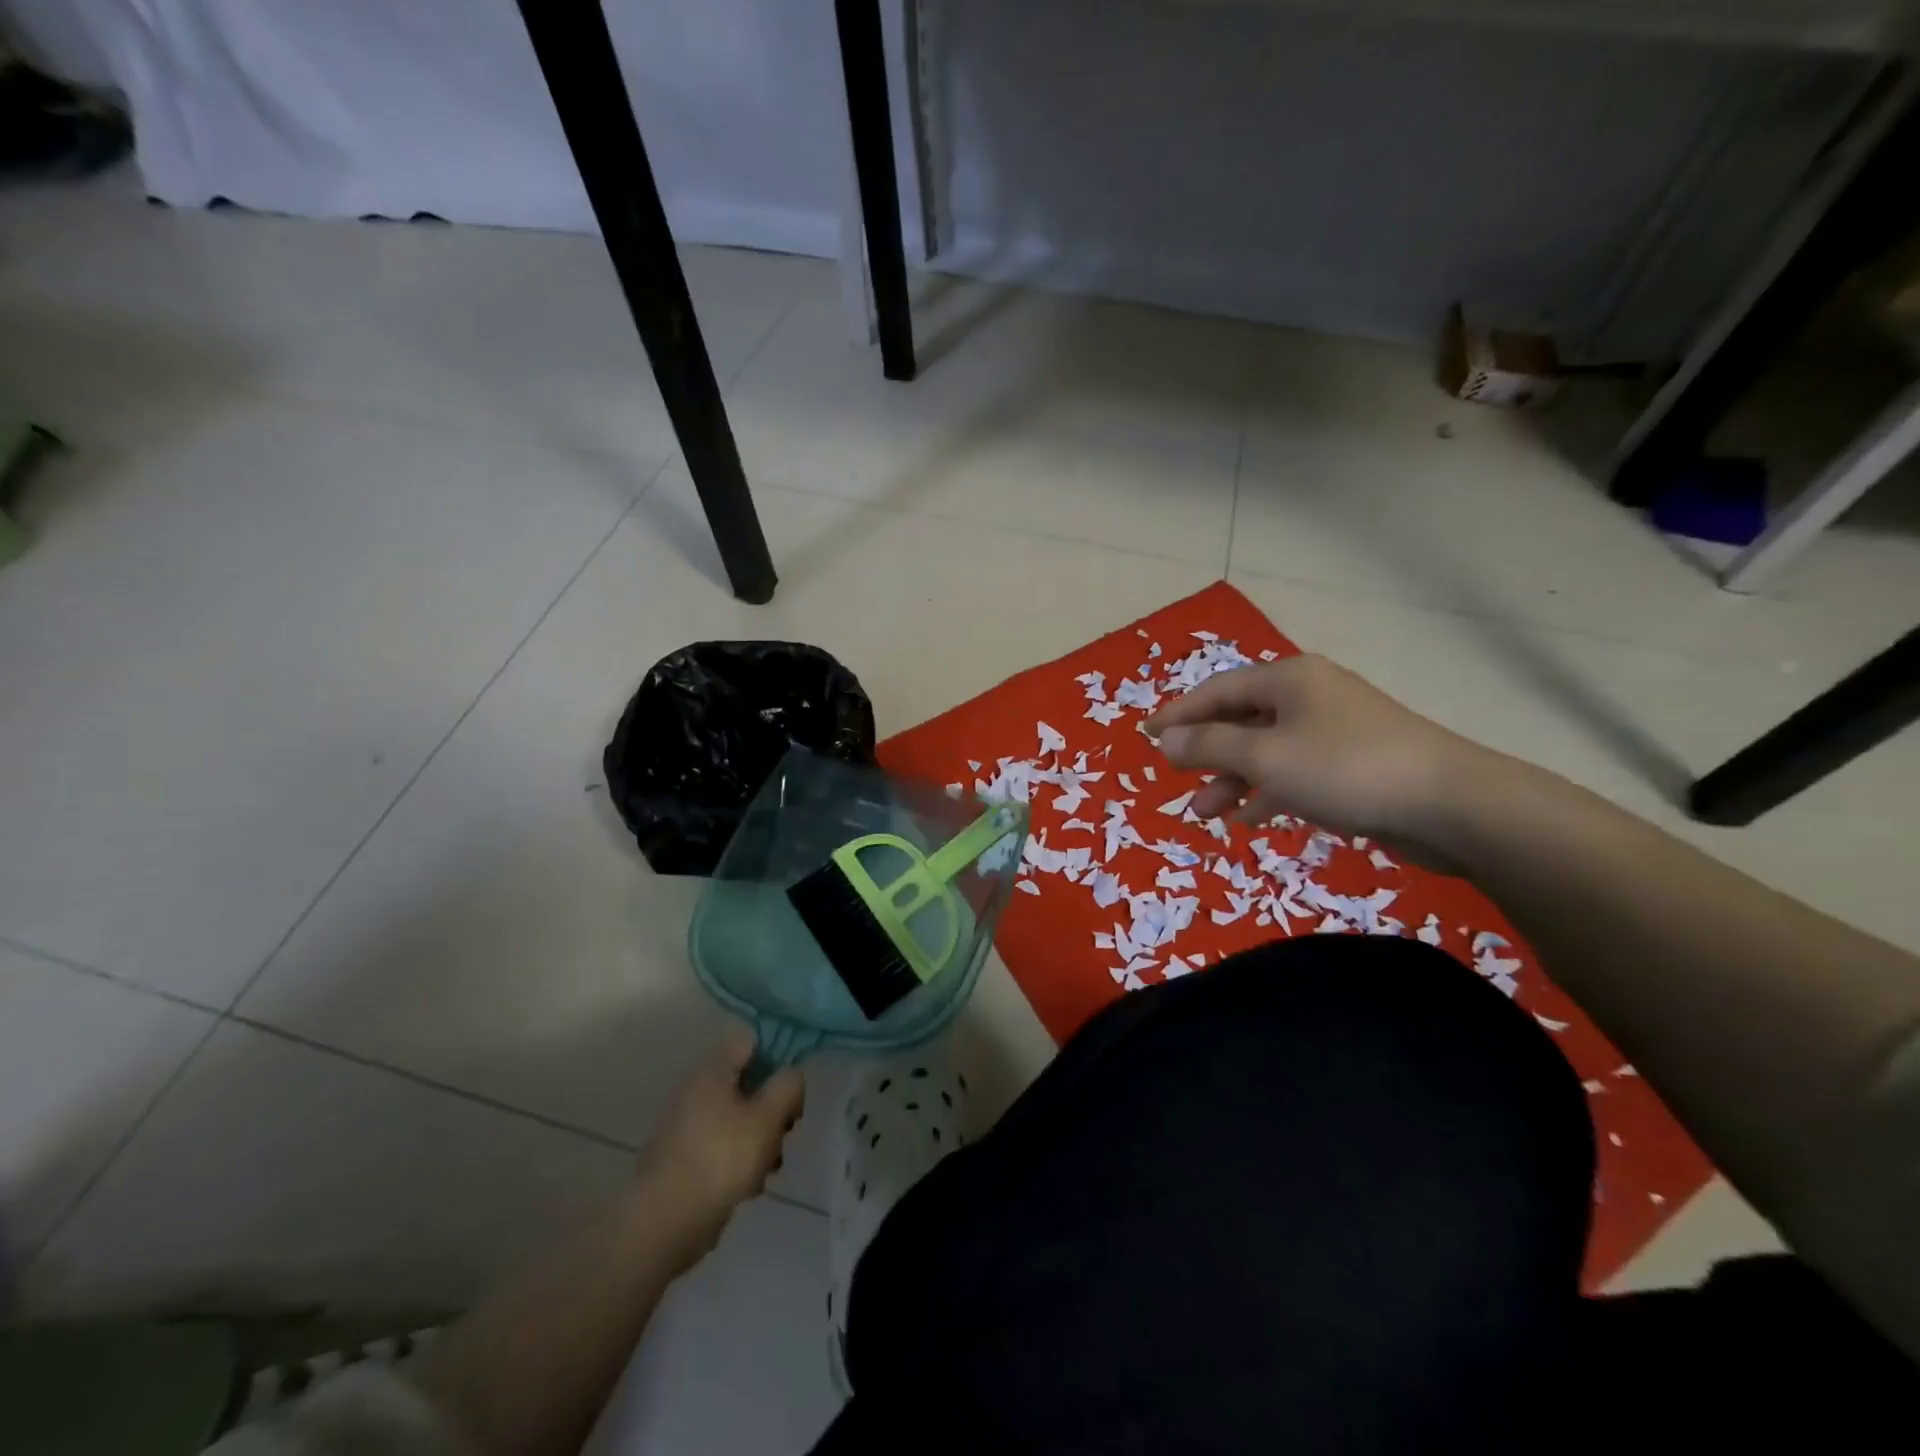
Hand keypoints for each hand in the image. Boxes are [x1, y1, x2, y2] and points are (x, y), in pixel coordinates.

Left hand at [635, 1028, 804, 1271]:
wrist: (663, 1223)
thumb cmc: (720, 1159)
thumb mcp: (768, 1117)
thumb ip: (787, 1087)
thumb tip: (790, 1075)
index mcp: (712, 1070)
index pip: (750, 1040)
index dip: (777, 1054)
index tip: (791, 1085)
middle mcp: (696, 1089)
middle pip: (747, 1081)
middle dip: (771, 1107)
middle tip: (784, 1132)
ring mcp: (685, 1124)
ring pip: (736, 1116)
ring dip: (759, 1137)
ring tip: (768, 1167)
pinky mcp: (681, 1157)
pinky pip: (720, 1144)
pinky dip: (737, 1159)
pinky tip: (748, 1186)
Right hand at [1143, 654, 1493, 861]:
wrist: (1449, 805)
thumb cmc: (1345, 769)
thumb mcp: (1265, 756)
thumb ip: (1209, 746)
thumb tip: (1164, 740)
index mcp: (1288, 680)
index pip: (1217, 690)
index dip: (1177, 713)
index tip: (1144, 735)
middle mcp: (1308, 697)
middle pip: (1240, 720)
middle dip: (1204, 753)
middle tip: (1173, 778)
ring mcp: (1333, 732)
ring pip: (1265, 751)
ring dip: (1232, 780)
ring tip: (1204, 813)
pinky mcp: (1352, 766)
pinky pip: (1293, 773)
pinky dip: (1268, 793)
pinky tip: (1248, 821)